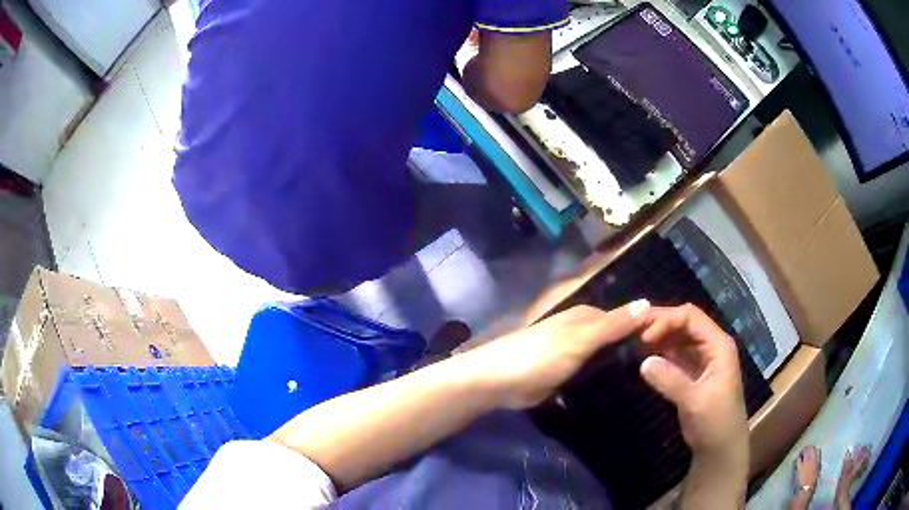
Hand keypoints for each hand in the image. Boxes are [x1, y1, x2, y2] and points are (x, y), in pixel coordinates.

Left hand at [462, 301, 650, 409]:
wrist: (498, 382)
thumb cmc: (540, 356)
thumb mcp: (580, 339)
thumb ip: (613, 325)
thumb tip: (647, 302)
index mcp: (586, 317)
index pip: (626, 318)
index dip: (646, 327)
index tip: (672, 343)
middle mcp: (582, 331)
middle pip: (616, 338)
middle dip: (635, 348)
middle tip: (664, 366)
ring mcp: (573, 354)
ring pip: (605, 357)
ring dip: (621, 365)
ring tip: (649, 378)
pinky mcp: (565, 375)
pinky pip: (592, 373)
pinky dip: (604, 378)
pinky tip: (621, 389)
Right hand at [638, 304, 748, 460]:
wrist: (721, 448)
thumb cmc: (716, 422)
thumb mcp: (695, 402)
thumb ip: (672, 381)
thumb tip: (643, 362)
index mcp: (718, 345)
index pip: (691, 318)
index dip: (666, 320)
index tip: (643, 336)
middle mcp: (711, 346)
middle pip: (684, 322)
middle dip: (659, 323)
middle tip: (630, 330)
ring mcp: (702, 359)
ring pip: (678, 337)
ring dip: (658, 336)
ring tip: (632, 339)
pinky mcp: (692, 373)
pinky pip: (674, 354)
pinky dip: (659, 352)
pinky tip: (643, 355)